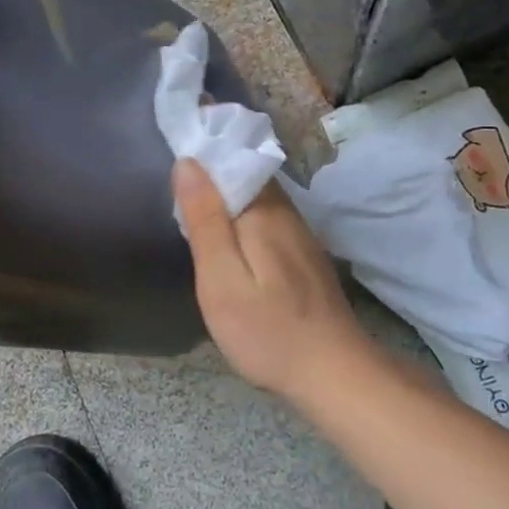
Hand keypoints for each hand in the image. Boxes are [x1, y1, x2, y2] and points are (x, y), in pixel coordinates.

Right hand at [173, 159, 375, 396]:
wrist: (334, 375)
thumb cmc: (268, 331)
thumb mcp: (222, 280)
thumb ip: (205, 220)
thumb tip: (188, 163)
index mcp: (262, 212)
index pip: (231, 157)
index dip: (204, 144)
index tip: (175, 133)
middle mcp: (284, 212)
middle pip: (245, 172)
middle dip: (214, 162)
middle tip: (173, 164)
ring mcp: (297, 233)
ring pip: (256, 193)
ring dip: (227, 185)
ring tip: (190, 191)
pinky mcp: (301, 253)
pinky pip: (265, 214)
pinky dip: (241, 208)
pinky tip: (225, 226)